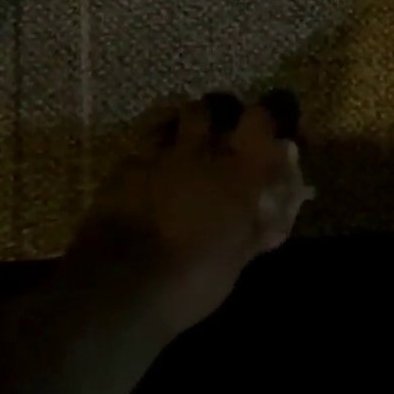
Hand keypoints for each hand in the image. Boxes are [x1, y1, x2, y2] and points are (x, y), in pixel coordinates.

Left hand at [68, 94, 310, 339]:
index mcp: (236, 170)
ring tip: (177, 153)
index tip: (264, 135)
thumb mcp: (237, 261)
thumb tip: (273, 219)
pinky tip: (144, 182)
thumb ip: (256, 230)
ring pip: (166, 123)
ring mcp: (155, 156)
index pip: (259, 118)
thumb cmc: (194, 277)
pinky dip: (145, 163)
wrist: (120, 285)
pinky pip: (138, 154)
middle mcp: (197, 151)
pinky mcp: (121, 170)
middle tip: (215, 141)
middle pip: (206, 108)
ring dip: (174, 132)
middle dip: (211, 119)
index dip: (263, 121)